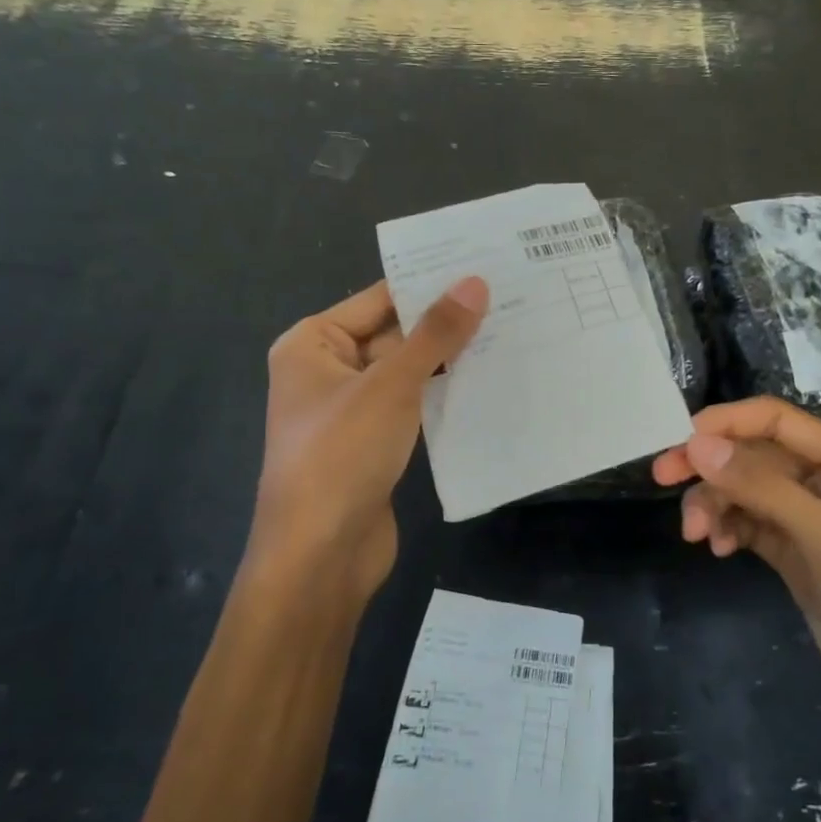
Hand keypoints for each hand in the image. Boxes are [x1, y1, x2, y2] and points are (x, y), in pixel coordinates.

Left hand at [251, 277, 487, 607]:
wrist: (320, 555)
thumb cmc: (342, 455)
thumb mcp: (391, 386)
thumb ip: (434, 335)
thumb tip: (474, 282)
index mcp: (312, 344)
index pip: (377, 299)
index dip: (427, 283)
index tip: (482, 266)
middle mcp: (327, 371)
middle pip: (393, 334)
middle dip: (444, 323)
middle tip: (508, 298)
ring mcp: (351, 411)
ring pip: (406, 373)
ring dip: (448, 361)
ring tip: (509, 333)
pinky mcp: (373, 445)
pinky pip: (412, 407)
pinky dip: (442, 396)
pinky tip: (488, 382)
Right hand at [652, 397, 820, 765]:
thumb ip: (763, 488)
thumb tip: (697, 443)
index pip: (777, 421)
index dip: (726, 423)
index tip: (677, 442)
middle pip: (757, 457)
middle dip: (712, 468)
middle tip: (662, 480)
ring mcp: (816, 525)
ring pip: (749, 494)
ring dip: (717, 505)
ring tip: (696, 537)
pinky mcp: (802, 561)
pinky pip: (754, 527)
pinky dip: (731, 530)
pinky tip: (718, 550)